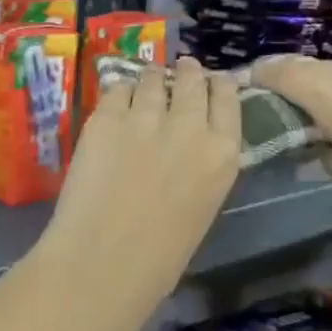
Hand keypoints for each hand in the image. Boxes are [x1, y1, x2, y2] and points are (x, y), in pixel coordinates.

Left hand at [29, 58, 240, 330]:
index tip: (212, 80)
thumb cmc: (159, 257)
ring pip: (152, 79)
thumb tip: (188, 144)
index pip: (228, 99)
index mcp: (222, 155)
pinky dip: (120, 92)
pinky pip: (117, 89)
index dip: (218, 85)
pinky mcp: (106, 117)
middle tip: (183, 67)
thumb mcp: (202, 206)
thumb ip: (201, 166)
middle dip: (187, 72)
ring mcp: (145, 117)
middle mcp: (190, 126)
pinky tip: (117, 98)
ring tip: (147, 80)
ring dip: (152, 79)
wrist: (103, 262)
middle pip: (192, 81)